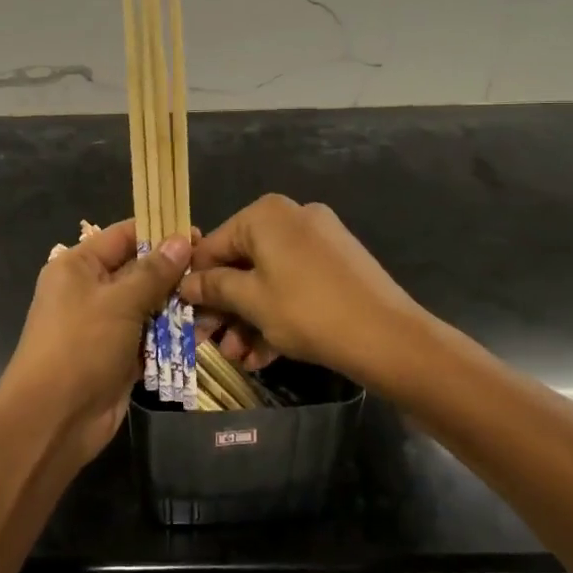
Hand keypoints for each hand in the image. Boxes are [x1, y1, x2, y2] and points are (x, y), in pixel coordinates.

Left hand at [0, 219, 190, 464]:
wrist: (53, 420)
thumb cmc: (80, 346)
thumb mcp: (119, 302)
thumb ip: (154, 272)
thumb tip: (182, 240)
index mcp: (79, 266)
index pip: (123, 236)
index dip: (160, 232)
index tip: (199, 235)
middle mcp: (90, 290)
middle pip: (140, 271)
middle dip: (175, 273)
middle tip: (214, 273)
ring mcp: (105, 325)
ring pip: (149, 306)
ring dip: (178, 307)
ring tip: (215, 304)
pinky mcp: (119, 355)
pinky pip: (150, 337)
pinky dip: (172, 336)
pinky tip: (203, 333)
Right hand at [178, 195, 427, 388]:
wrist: (388, 337)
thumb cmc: (307, 311)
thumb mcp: (251, 301)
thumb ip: (214, 288)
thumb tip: (185, 284)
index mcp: (265, 214)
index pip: (213, 246)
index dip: (197, 284)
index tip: (185, 318)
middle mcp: (292, 216)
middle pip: (242, 263)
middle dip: (226, 308)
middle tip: (212, 343)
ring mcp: (319, 240)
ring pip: (269, 278)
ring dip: (249, 318)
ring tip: (239, 357)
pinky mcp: (338, 265)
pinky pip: (295, 284)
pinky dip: (278, 313)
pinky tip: (265, 354)